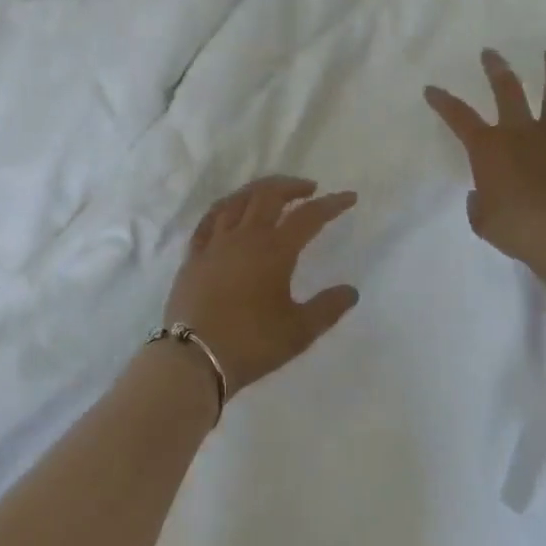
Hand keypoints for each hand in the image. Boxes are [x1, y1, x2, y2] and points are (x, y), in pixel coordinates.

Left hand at [163, 176, 360, 392]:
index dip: (331, 204)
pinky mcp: (194, 255)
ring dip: (259, 190)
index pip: (309, 217)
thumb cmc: (251, 343)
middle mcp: (245, 237)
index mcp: (274, 250)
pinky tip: (230, 209)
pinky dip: (226, 206)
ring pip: (237, 200)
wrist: (194, 358)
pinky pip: (210, 219)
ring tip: (272, 192)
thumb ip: (328, 308)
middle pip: (269, 196)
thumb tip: (351, 291)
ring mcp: (215, 243)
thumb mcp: (299, 331)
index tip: (349, 197)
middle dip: (292, 187)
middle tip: (309, 189)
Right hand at [424, 47, 545, 274]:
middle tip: (491, 53)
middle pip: (508, 90)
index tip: (432, 89)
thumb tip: (483, 195)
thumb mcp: (482, 220)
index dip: (443, 102)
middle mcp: (521, 133)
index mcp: (488, 148)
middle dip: (497, 69)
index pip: (459, 117)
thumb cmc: (514, 228)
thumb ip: (479, 203)